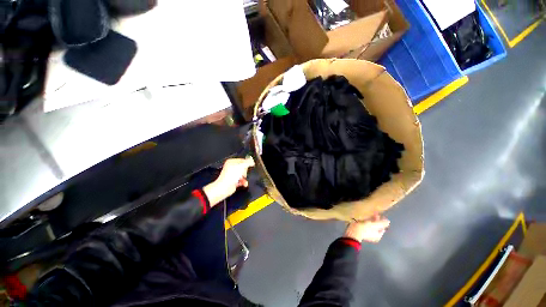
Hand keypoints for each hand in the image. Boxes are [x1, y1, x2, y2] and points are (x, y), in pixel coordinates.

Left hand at [203, 157, 254, 206]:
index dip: (247, 163)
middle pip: (243, 168)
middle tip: (243, 174)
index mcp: (231, 162)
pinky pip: (241, 180)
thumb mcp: (242, 166)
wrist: (225, 187)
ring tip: (244, 179)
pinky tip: (244, 184)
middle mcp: (231, 167)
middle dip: (245, 171)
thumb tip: (252, 160)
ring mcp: (232, 175)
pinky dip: (243, 182)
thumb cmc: (232, 175)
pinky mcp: (233, 181)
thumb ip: (248, 162)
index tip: (250, 166)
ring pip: (242, 174)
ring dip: (245, 178)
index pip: (242, 160)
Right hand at [344, 214, 389, 242]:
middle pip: (377, 226)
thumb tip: (389, 221)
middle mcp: (374, 235)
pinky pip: (367, 226)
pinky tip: (364, 218)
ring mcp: (368, 234)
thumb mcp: (374, 225)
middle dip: (376, 220)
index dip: (381, 220)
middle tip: (373, 212)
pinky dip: (367, 222)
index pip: (382, 226)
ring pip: (372, 226)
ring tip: (368, 214)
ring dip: (371, 220)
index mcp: (379, 235)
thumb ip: (381, 223)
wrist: (353, 232)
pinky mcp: (362, 231)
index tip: (378, 213)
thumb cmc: (364, 228)